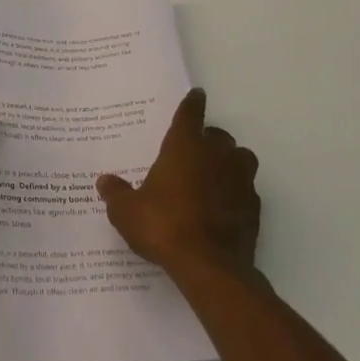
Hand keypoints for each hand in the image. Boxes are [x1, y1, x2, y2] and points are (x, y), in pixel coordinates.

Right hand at [97, 89, 260, 277]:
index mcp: (184, 147)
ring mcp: (240, 180)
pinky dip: (236, 192)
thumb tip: (105, 181)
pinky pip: (246, 189)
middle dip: (208, 139)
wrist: (209, 266)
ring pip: (240, 158)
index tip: (197, 95)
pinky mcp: (254, 207)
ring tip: (213, 176)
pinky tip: (223, 206)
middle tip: (193, 151)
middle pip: (218, 136)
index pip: (190, 115)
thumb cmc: (163, 226)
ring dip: (229, 162)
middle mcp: (216, 156)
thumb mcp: (127, 212)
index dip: (192, 104)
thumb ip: (116, 193)